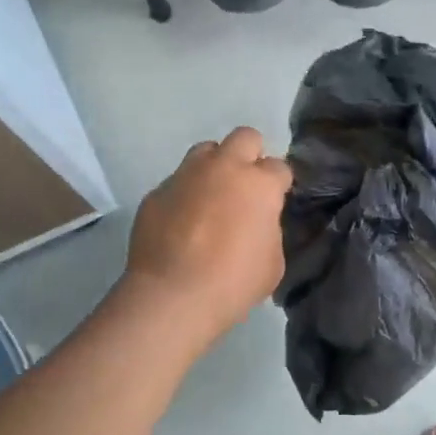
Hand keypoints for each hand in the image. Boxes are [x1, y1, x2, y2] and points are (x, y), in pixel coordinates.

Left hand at [126, 126, 291, 342]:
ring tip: (211, 199)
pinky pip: (177, 183)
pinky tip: (182, 224)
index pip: (279, 167)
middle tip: (246, 187)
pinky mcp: (156, 192)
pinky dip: (185, 196)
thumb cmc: (233, 282)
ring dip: (214, 168)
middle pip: (245, 138)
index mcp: (259, 184)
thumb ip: (269, 230)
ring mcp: (185, 176)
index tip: (274, 203)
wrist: (172, 297)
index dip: (279, 185)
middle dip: (250, 156)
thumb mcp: (272, 261)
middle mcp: (223, 168)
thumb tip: (257, 222)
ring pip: (205, 152)